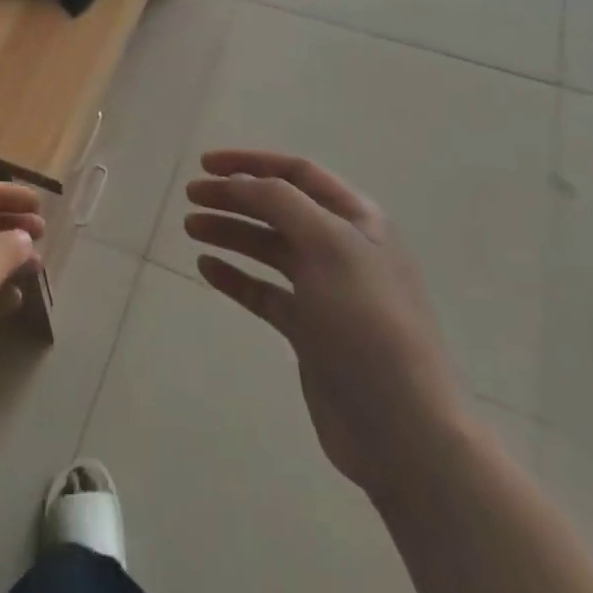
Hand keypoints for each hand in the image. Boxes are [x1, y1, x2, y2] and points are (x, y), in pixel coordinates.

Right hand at [184, 150, 466, 496]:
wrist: (401, 429)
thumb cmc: (367, 324)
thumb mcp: (329, 246)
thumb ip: (281, 202)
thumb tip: (241, 181)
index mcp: (358, 221)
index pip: (298, 173)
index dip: (251, 162)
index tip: (205, 164)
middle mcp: (342, 249)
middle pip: (278, 208)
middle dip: (234, 197)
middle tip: (191, 197)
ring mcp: (325, 291)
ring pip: (268, 248)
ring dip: (230, 232)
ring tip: (191, 228)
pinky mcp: (309, 330)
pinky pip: (264, 291)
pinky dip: (235, 276)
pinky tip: (206, 268)